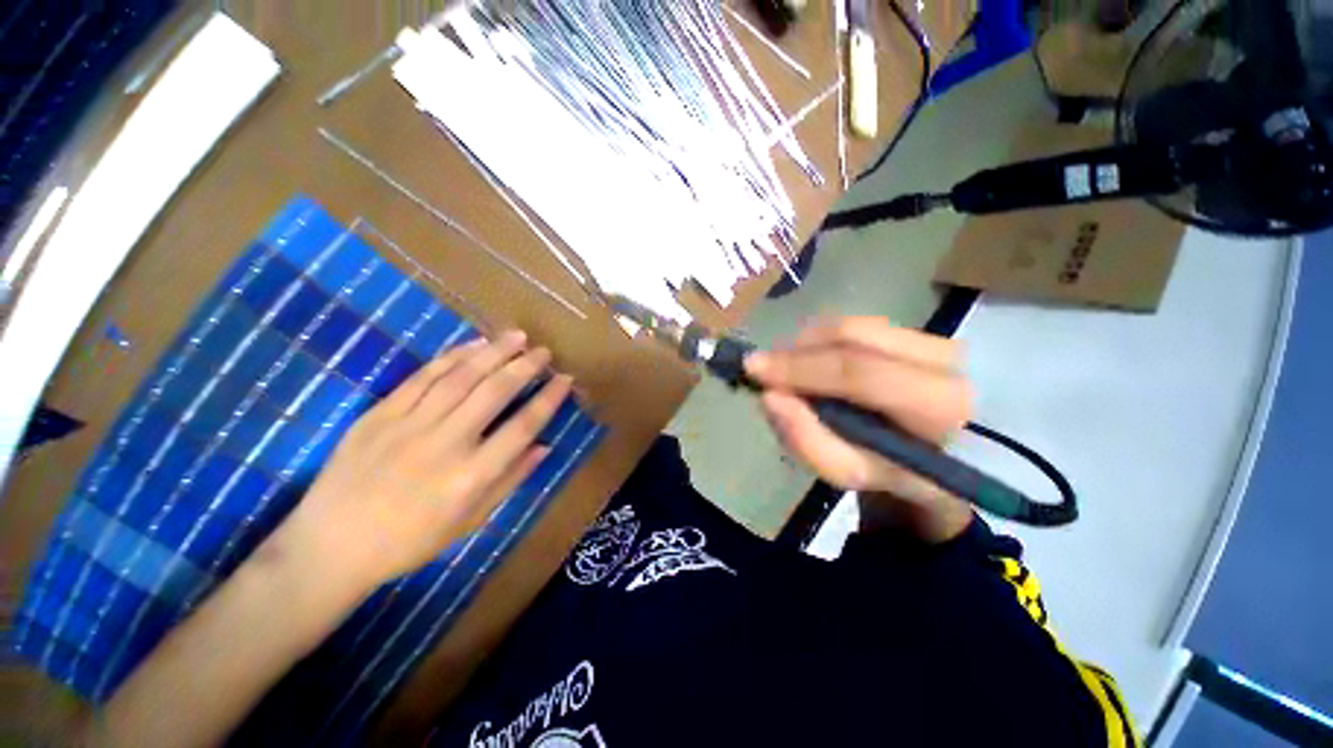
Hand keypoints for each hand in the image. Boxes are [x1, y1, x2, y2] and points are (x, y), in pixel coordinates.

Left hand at [272, 330, 571, 593]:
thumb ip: (511, 480)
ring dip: (493, 352)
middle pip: (494, 392)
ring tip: (517, 336)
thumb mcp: (470, 521)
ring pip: (460, 377)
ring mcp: (408, 426)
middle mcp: (445, 445)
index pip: (523, 427)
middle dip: (525, 366)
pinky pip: (421, 377)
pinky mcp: (379, 415)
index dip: (548, 399)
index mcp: (472, 477)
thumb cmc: (410, 541)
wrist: (331, 546)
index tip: (565, 380)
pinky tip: (473, 345)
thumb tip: (545, 446)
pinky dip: (451, 357)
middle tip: (544, 351)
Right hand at [744, 317, 974, 541]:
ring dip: (808, 344)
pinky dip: (823, 341)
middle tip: (764, 368)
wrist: (942, 458)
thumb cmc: (894, 471)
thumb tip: (769, 396)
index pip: (857, 372)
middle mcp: (944, 359)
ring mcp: (933, 339)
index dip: (799, 368)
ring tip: (787, 370)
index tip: (753, 369)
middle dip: (797, 349)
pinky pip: (857, 326)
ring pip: (852, 325)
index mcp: (938, 405)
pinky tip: (811, 363)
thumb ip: (808, 440)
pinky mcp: (918, 332)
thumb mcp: (849, 471)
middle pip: (852, 334)